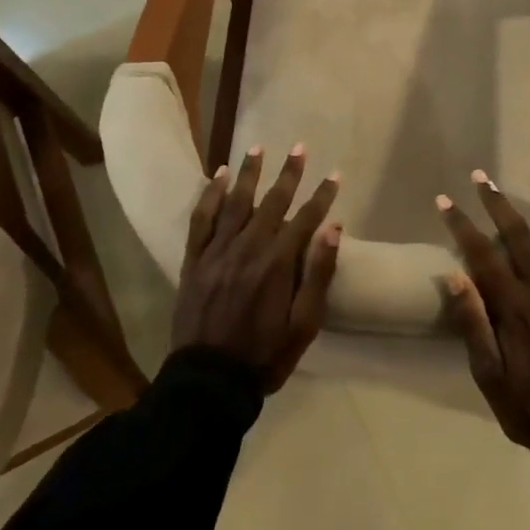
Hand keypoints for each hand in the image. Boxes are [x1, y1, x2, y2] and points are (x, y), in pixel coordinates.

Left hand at [172, 143, 341, 391]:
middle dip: (289, 173)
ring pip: (235, 202)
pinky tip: (217, 177)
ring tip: (257, 148)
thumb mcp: (304, 324)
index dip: (322, 196)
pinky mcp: (194, 260)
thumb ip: (318, 274)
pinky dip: (209, 195)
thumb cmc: (264, 355)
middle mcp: (248, 248)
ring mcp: (217, 252)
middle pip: (272, 202)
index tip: (334, 175)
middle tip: (299, 147)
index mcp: (277, 264)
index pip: (305, 218)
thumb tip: (333, 228)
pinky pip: (201, 220)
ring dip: (249, 173)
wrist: (208, 381)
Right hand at [436, 169, 529, 452]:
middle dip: (497, 203)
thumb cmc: (524, 406)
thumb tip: (454, 274)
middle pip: (519, 236)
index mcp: (515, 308)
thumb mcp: (486, 374)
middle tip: (481, 177)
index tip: (444, 200)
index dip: (461, 226)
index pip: (482, 255)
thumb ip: (472, 322)